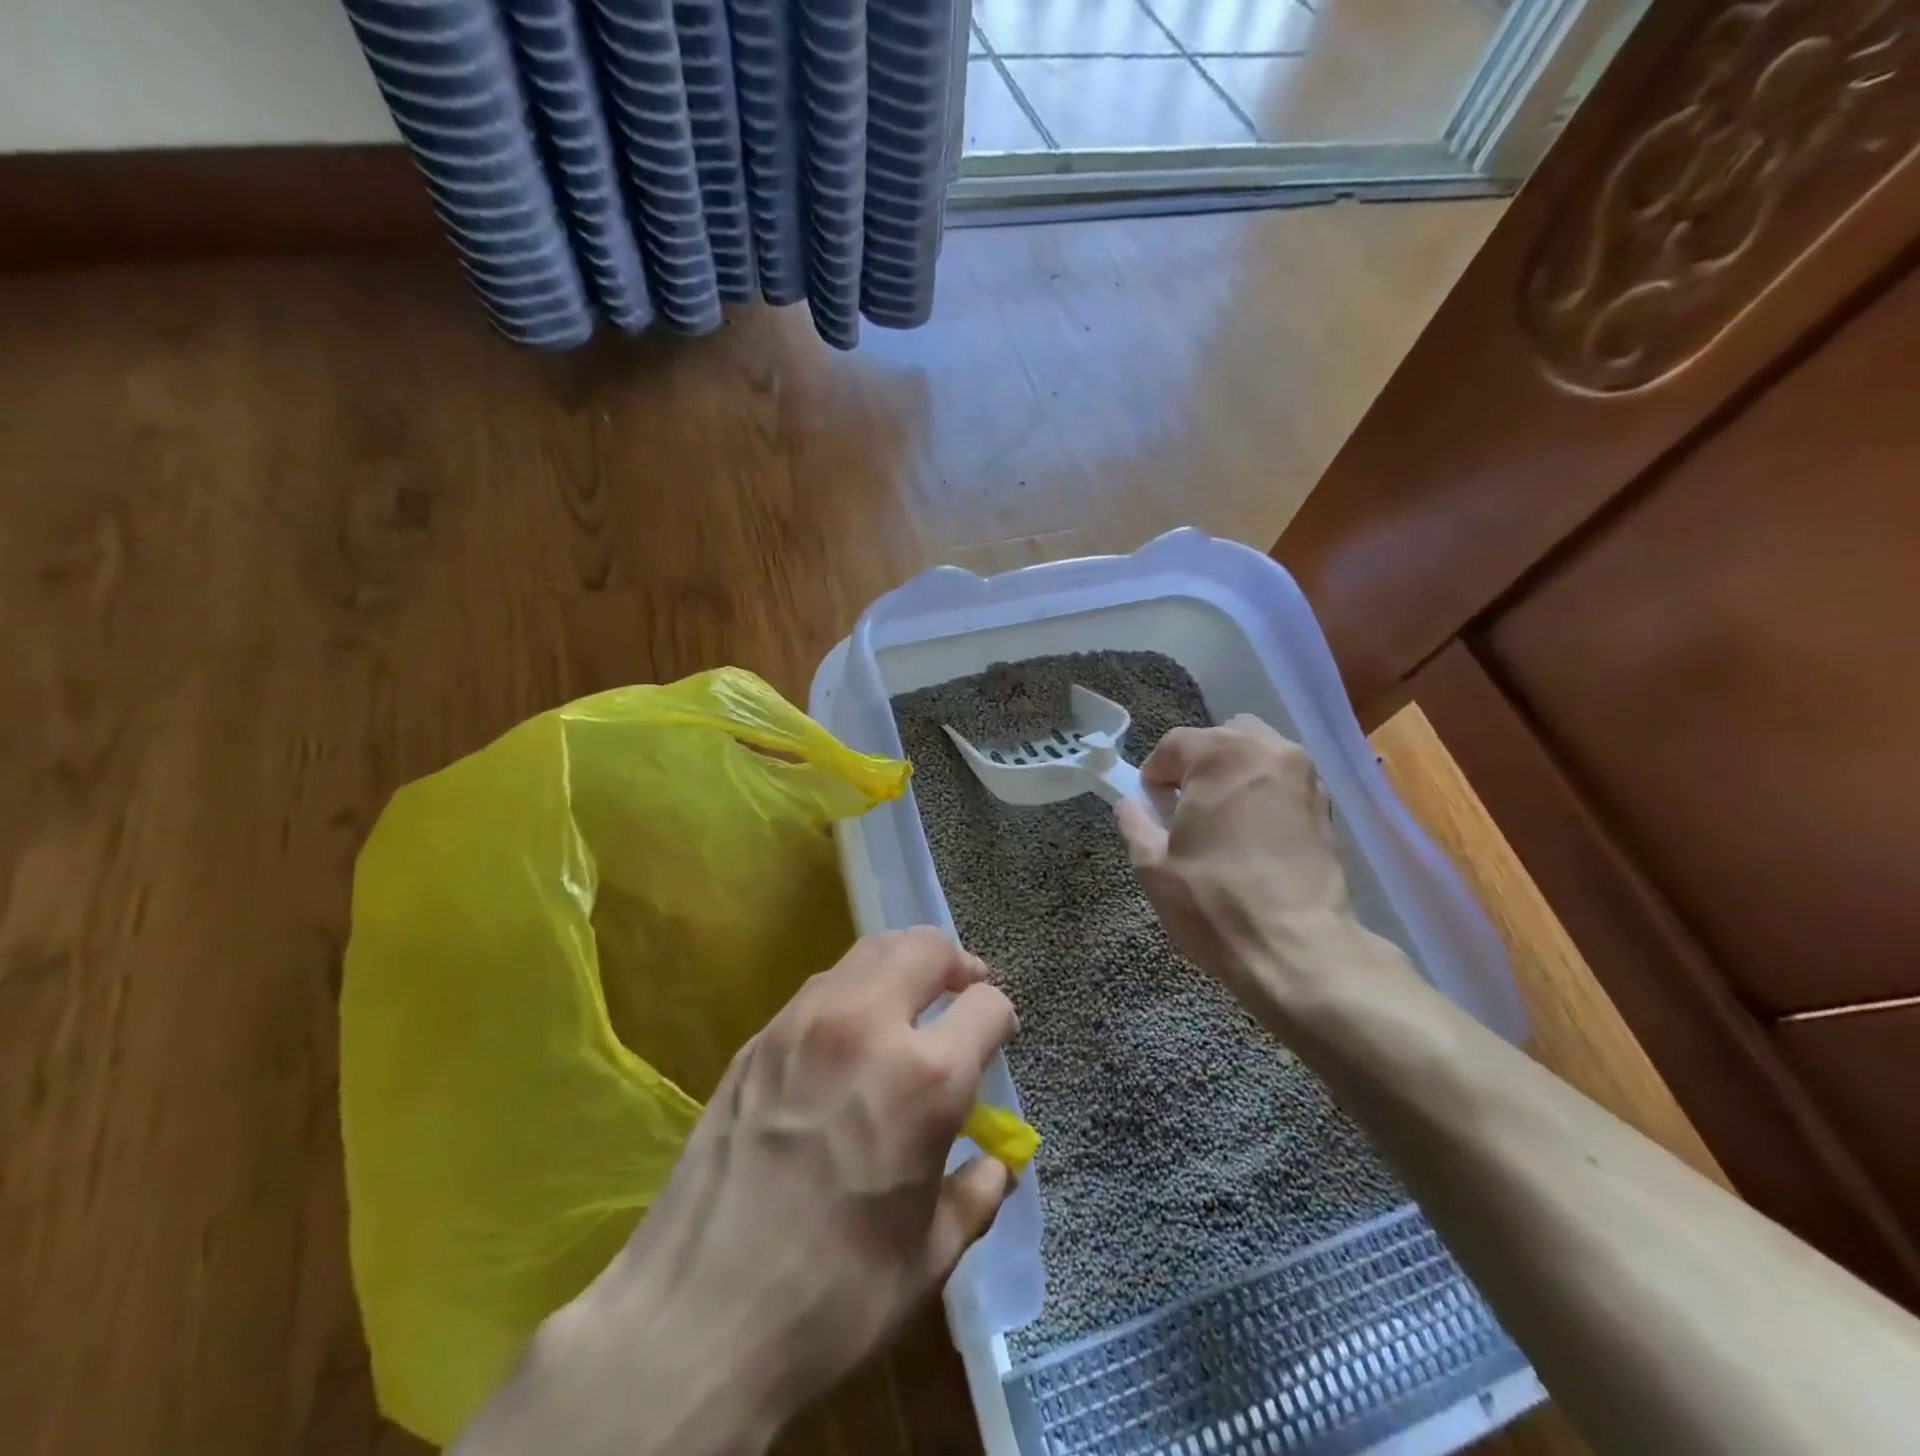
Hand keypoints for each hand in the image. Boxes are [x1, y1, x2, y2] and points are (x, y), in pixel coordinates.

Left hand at [490, 928, 1018, 1455]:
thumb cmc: (833, 1299)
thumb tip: (998, 1164)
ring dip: (903, 964)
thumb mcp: (930, 1256)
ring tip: (910, 998)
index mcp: (925, 1077)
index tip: (998, 1036)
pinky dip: (854, 989)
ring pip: (869, 951)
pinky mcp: (759, 1036)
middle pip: (925, 947)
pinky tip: (851, 1033)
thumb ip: (976, 1193)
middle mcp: (867, 1025)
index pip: (985, 1005)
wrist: (696, 1322)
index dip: (1001, 1018)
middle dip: (956, 962)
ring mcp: (804, 1022)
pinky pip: (822, 986)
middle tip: (963, 989)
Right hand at [1115, 716, 1412, 1019]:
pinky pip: (1284, 782)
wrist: (1298, 950)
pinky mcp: (1327, 808)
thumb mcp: (1152, 865)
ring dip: (1234, 774)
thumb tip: (1129, 805)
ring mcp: (1306, 778)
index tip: (1149, 805)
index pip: (1175, 743)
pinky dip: (1263, 793)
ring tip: (1220, 819)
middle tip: (1184, 806)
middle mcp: (1269, 752)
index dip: (1155, 772)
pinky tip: (1252, 834)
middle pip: (1223, 737)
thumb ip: (1135, 823)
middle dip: (1199, 763)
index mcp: (1222, 755)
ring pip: (1259, 755)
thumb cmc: (1214, 902)